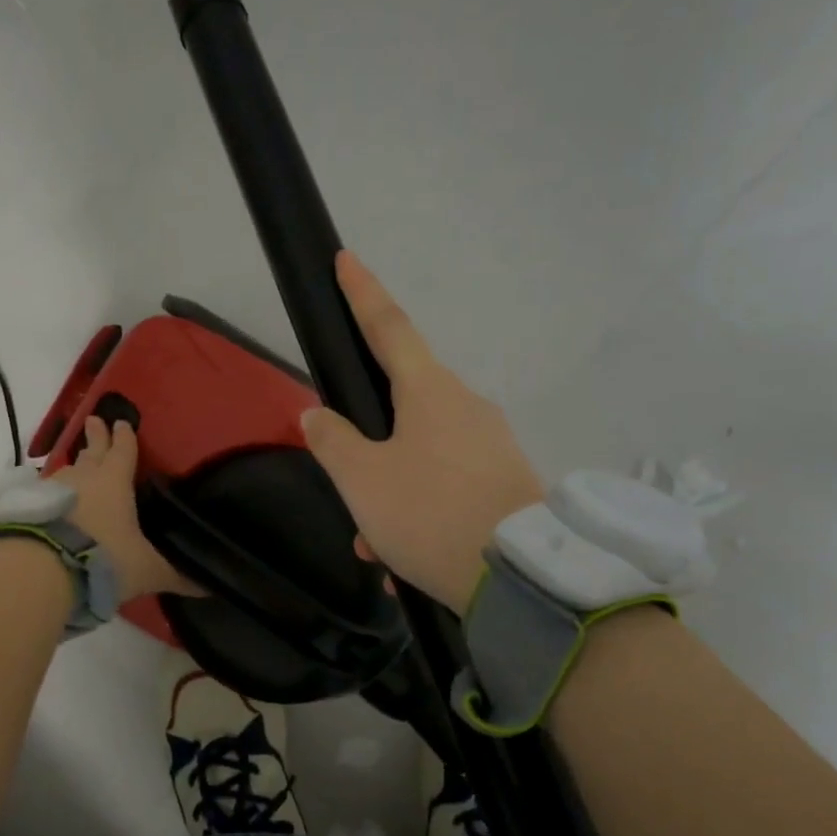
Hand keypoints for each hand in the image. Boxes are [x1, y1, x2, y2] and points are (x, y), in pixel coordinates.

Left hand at [56, 417, 194, 601]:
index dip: (125, 438)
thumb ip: (176, 576)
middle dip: (96, 436)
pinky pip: (46, 492)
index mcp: (115, 482)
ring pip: (67, 470)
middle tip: (94, 420)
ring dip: (74, 465)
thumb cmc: (106, 558)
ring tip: (76, 463)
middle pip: (91, 452)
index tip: (122, 423)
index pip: (123, 452)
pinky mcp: (31, 507)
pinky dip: (54, 492)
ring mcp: (54, 490)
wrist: (45, 569)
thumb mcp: (147, 570)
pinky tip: (53, 499)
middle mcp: (84, 478)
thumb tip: (211, 588)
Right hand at [300, 251, 543, 610]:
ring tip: (374, 543)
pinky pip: (446, 484)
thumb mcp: (362, 480)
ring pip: (420, 455)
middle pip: (401, 406)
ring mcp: (490, 444)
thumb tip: (317, 416)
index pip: (389, 327)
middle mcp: (466, 406)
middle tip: (348, 483)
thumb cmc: (429, 512)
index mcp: (430, 391)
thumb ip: (333, 442)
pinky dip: (418, 511)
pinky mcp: (505, 480)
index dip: (363, 293)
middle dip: (368, 442)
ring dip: (390, 492)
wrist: (519, 576)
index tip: (346, 259)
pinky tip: (403, 557)